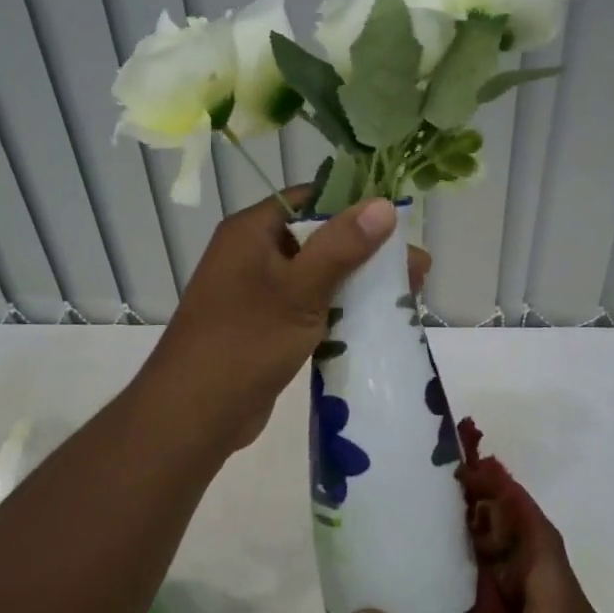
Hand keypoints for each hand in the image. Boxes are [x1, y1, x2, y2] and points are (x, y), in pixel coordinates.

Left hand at [142, 190, 429, 452]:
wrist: (195, 414)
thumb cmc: (246, 341)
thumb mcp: (300, 289)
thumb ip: (342, 246)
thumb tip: (383, 204)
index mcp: (252, 231)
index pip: (310, 199)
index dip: (355, 205)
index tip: (399, 221)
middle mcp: (253, 254)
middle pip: (319, 240)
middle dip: (368, 253)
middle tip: (418, 270)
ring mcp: (258, 293)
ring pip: (317, 277)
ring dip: (358, 285)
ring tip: (407, 296)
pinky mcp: (266, 327)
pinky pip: (309, 308)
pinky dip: (339, 312)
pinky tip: (375, 322)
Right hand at [346, 511, 613, 612]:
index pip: (542, 541)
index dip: (510, 501)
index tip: (472, 471)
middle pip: (538, 555)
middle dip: (494, 523)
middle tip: (440, 499)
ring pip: (535, 582)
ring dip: (495, 557)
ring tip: (441, 535)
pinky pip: (534, 610)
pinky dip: (500, 591)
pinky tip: (458, 597)